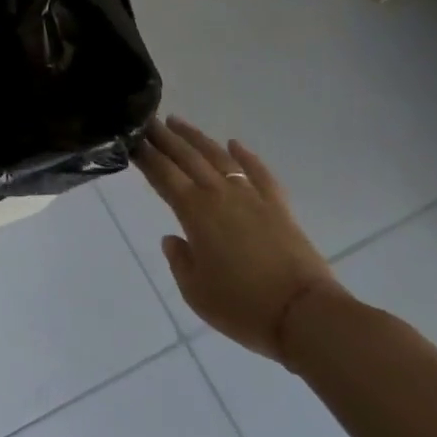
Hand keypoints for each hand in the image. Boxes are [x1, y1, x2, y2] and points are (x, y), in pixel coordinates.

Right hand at [135, 116, 342, 363]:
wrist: (306, 316)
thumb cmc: (243, 306)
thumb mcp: (195, 291)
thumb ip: (179, 260)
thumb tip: (173, 238)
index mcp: (193, 210)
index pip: (162, 173)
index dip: (144, 154)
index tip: (130, 138)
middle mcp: (218, 194)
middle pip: (186, 156)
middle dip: (164, 137)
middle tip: (147, 120)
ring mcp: (251, 196)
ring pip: (218, 157)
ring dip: (196, 137)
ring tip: (178, 122)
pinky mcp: (278, 206)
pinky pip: (259, 173)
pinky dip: (246, 156)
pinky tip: (235, 144)